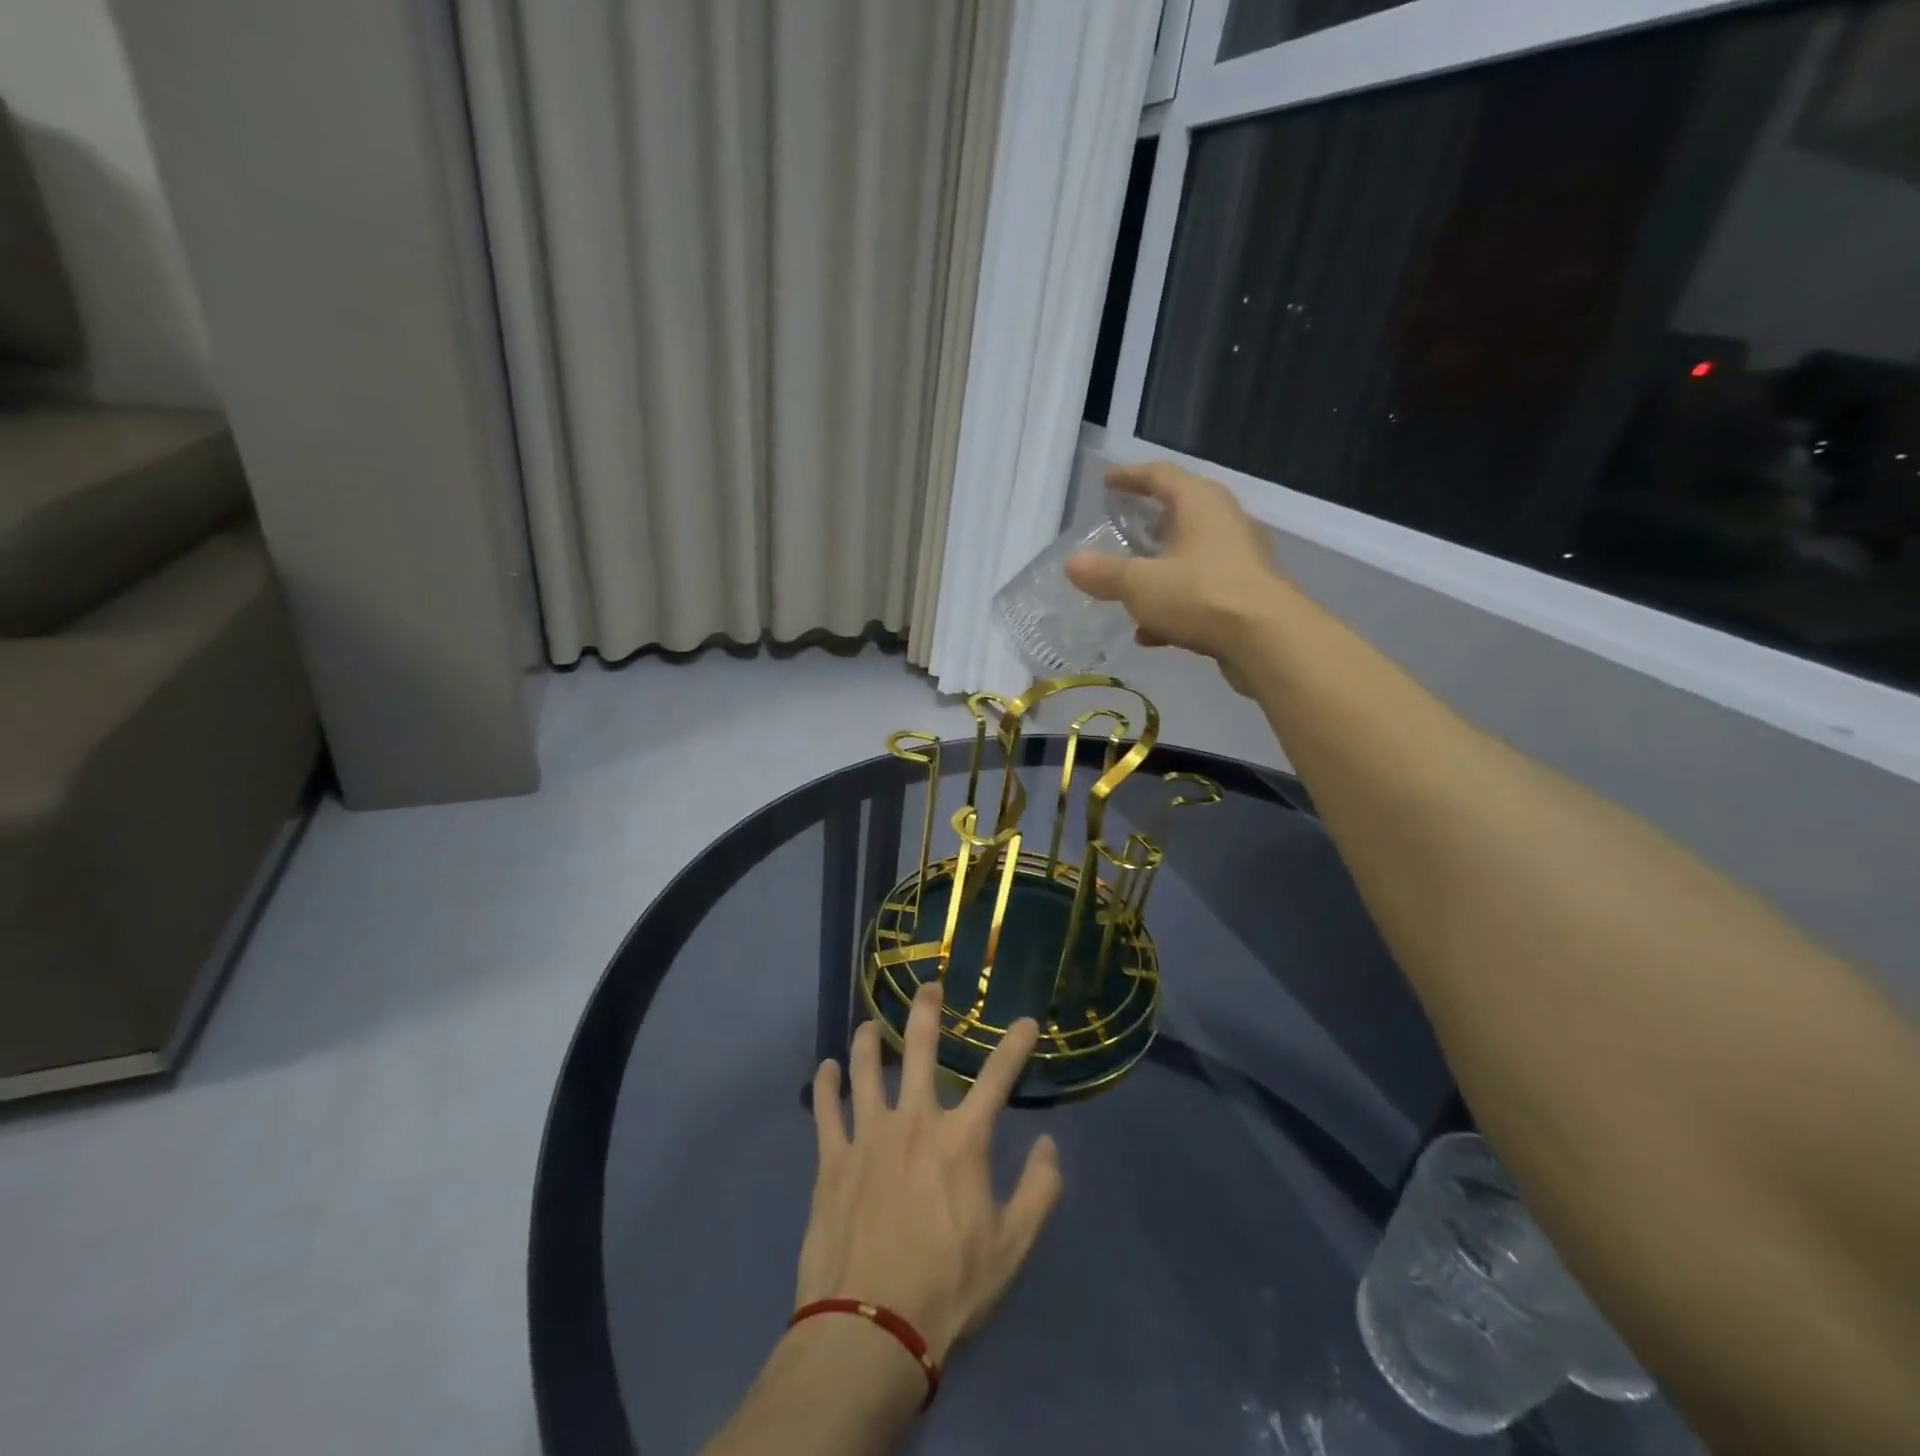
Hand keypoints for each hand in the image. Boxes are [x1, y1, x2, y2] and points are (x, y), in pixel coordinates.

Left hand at [797, 983, 1062, 1365]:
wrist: (870, 1332)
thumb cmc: (948, 1291)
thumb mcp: (1011, 1249)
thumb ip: (1038, 1192)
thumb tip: (1048, 1145)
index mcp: (962, 1141)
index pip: (998, 1078)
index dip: (1015, 1045)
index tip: (1026, 1021)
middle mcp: (915, 1121)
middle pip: (921, 1050)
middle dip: (927, 1011)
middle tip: (929, 986)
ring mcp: (868, 1136)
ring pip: (866, 1068)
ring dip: (869, 1040)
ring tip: (871, 1023)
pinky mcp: (832, 1160)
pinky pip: (826, 1109)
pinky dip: (826, 1084)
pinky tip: (827, 1068)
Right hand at [1065, 462, 1289, 689]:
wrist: (1267, 640)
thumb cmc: (1201, 595)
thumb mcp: (1140, 584)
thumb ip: (1105, 574)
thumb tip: (1072, 563)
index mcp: (1200, 504)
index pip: (1162, 476)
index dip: (1131, 477)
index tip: (1108, 482)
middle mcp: (1224, 523)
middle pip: (1182, 513)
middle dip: (1150, 523)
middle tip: (1123, 530)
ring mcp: (1239, 560)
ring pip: (1191, 557)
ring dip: (1160, 571)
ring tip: (1130, 588)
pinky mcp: (1245, 596)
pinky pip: (1200, 593)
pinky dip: (1174, 606)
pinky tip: (1150, 633)